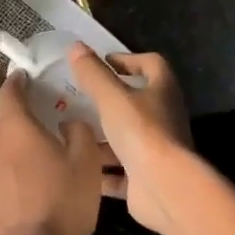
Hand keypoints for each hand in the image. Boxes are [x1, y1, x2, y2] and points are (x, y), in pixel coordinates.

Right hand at [68, 45, 192, 234]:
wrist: (164, 188)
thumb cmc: (142, 132)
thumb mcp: (112, 97)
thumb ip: (93, 73)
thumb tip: (76, 46)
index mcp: (162, 92)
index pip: (152, 65)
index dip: (129, 60)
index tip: (103, 62)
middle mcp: (164, 119)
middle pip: (137, 103)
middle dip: (108, 102)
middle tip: (78, 99)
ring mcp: (156, 152)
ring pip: (126, 140)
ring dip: (101, 138)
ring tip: (70, 133)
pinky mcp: (145, 180)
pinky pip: (120, 173)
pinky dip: (101, 171)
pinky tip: (77, 167)